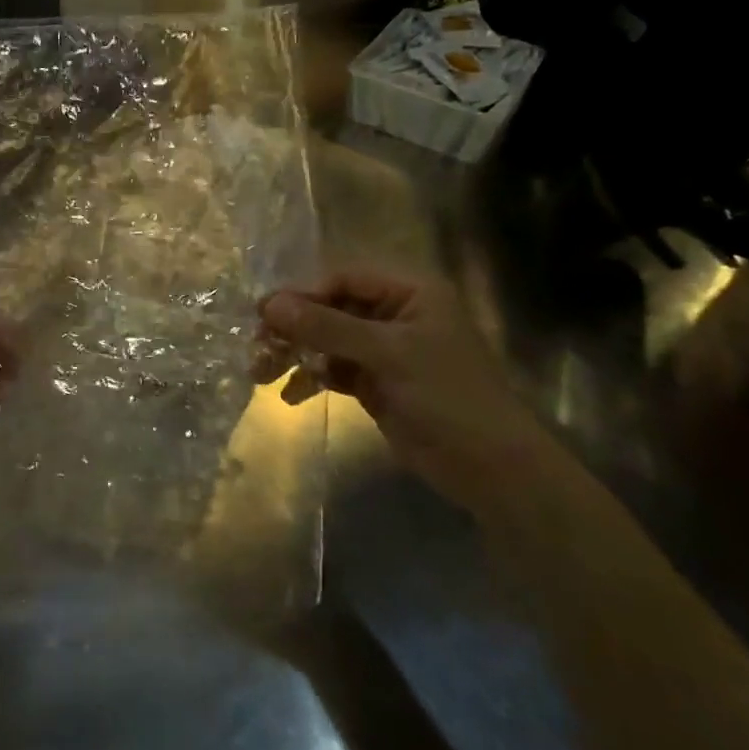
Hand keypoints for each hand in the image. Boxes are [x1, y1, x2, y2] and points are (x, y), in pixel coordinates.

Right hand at [257, 269, 552, 516]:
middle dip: (294, 328)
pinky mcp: (376, 382)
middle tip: (257, 346)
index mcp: (408, 292)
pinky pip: (333, 369)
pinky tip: (290, 396)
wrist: (492, 470)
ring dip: (296, 354)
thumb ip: (327, 327)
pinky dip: (312, 379)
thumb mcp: (387, 355)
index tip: (265, 315)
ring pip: (327, 340)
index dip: (303, 294)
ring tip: (261, 373)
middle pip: (330, 309)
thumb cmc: (447, 397)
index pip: (342, 279)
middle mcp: (394, 314)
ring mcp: (384, 350)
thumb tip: (270, 305)